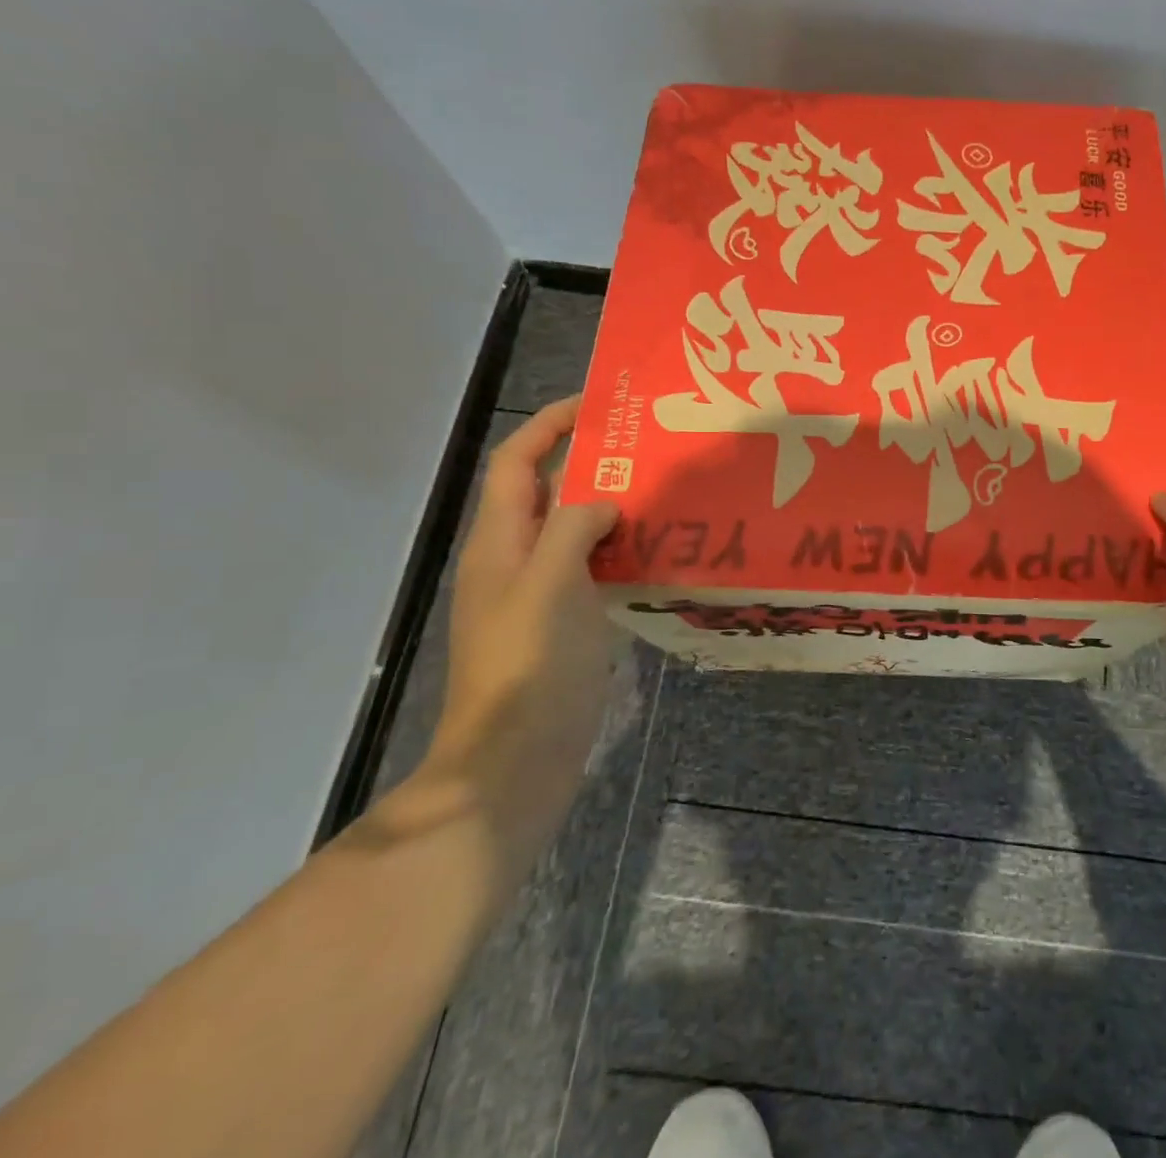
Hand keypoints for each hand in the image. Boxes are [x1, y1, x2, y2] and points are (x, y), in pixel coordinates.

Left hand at [420, 397, 632, 845]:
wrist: (516, 760)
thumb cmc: (528, 667)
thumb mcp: (548, 586)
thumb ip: (572, 529)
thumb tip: (603, 501)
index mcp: (499, 543)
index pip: (517, 463)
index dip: (548, 424)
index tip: (599, 404)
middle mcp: (516, 560)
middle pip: (549, 491)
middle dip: (591, 460)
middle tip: (650, 445)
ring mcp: (542, 593)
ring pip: (577, 530)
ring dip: (613, 505)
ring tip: (666, 488)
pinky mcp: (568, 622)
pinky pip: (596, 567)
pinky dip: (624, 549)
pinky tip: (664, 550)